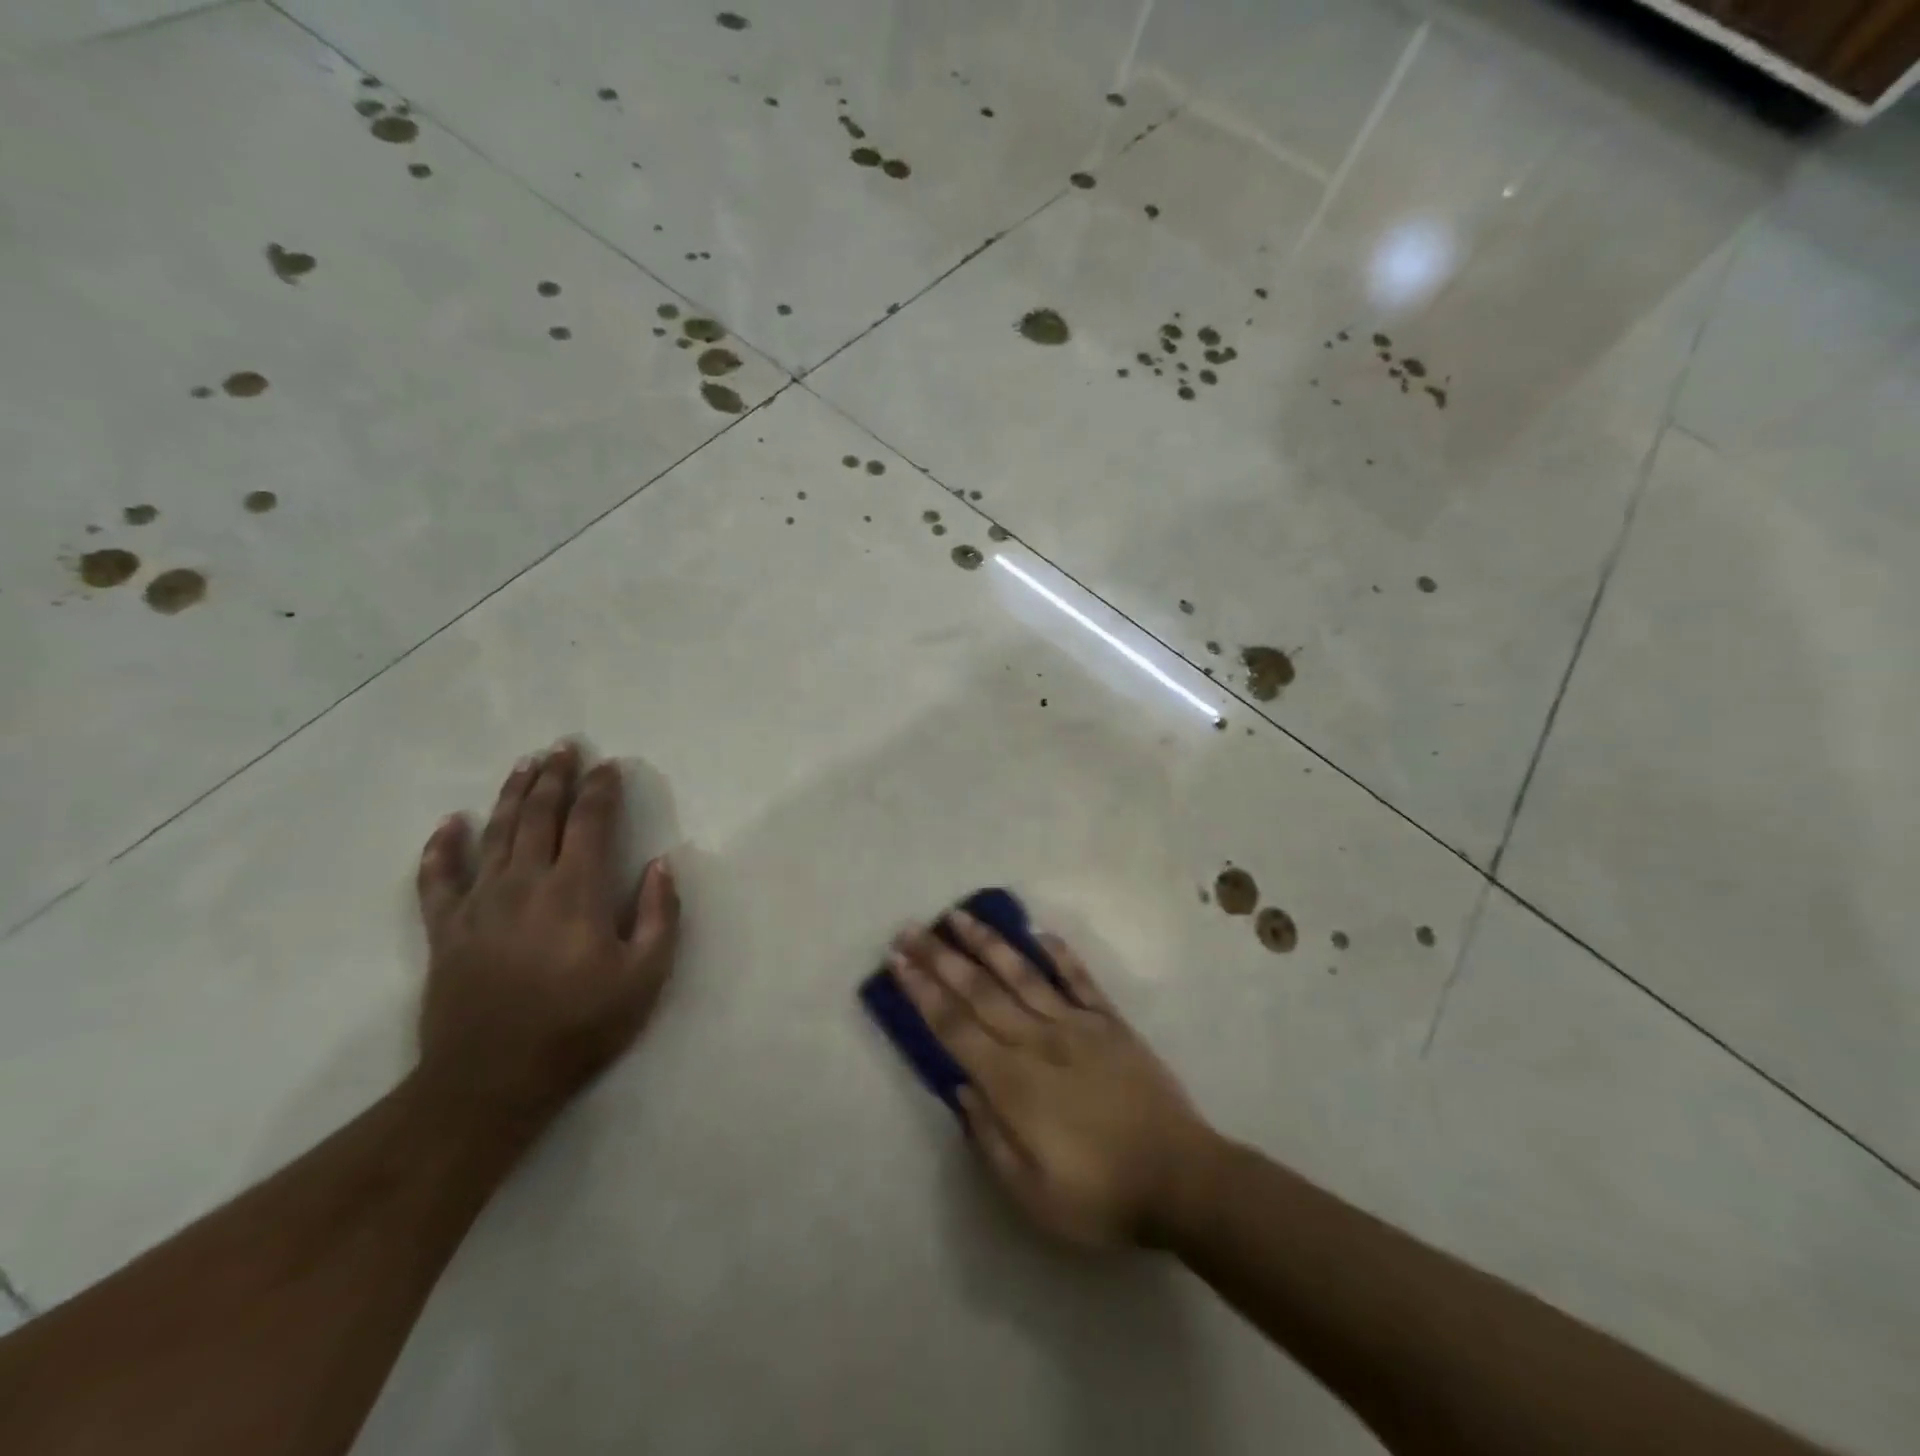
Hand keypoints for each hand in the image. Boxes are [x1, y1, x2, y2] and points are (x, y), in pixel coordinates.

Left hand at [414, 743, 680, 1129]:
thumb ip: (660, 916)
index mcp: (576, 891)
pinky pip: (437, 878)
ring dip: (511, 795)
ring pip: (494, 834)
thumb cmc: (579, 1026)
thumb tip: (661, 865)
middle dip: (554, 777)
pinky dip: (441, 848)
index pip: (590, 822)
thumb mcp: (645, 977)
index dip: (600, 790)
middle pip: (539, 815)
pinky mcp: (445, 930)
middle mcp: (525, 883)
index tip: (608, 765)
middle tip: (563, 746)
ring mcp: (479, 904)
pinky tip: (449, 823)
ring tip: (524, 765)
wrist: (491, 1081)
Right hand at [890, 913, 1214, 1247]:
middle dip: (941, 958)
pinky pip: (1080, 980)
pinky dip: (1059, 954)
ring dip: (988, 943)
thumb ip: (990, 1138)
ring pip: (1022, 974)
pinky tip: (1039, 933)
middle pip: (979, 991)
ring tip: (960, 916)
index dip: (923, 993)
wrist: (1181, 1179)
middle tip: (912, 928)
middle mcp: (1038, 1041)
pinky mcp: (1111, 1022)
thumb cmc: (1101, 1195)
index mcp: (1013, 1083)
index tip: (899, 962)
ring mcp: (1077, 1025)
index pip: (956, 1027)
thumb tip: (961, 1089)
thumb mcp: (1032, 1194)